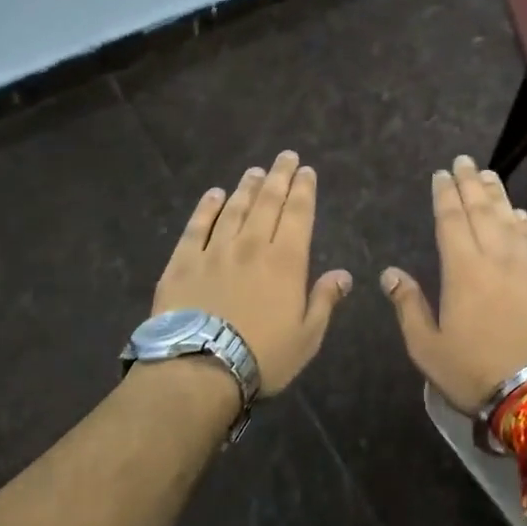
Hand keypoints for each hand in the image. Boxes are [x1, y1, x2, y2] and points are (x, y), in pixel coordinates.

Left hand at [152, 151, 351, 395]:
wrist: (199, 368)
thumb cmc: (262, 356)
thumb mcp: (307, 337)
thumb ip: (325, 301)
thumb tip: (344, 274)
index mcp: (285, 262)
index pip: (298, 214)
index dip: (304, 190)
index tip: (306, 170)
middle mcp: (251, 245)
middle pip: (267, 202)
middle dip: (279, 177)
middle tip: (285, 156)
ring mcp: (214, 250)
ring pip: (233, 209)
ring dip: (246, 187)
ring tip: (255, 172)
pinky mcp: (182, 262)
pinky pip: (196, 226)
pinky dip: (206, 207)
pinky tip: (213, 194)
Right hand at [380, 155, 526, 413]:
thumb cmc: (476, 371)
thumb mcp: (428, 347)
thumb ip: (408, 306)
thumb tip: (391, 273)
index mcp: (463, 270)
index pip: (452, 220)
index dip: (445, 195)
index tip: (442, 174)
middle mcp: (497, 257)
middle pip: (482, 211)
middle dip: (470, 183)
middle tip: (465, 161)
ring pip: (510, 220)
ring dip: (497, 195)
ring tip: (488, 175)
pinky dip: (525, 222)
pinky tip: (519, 213)